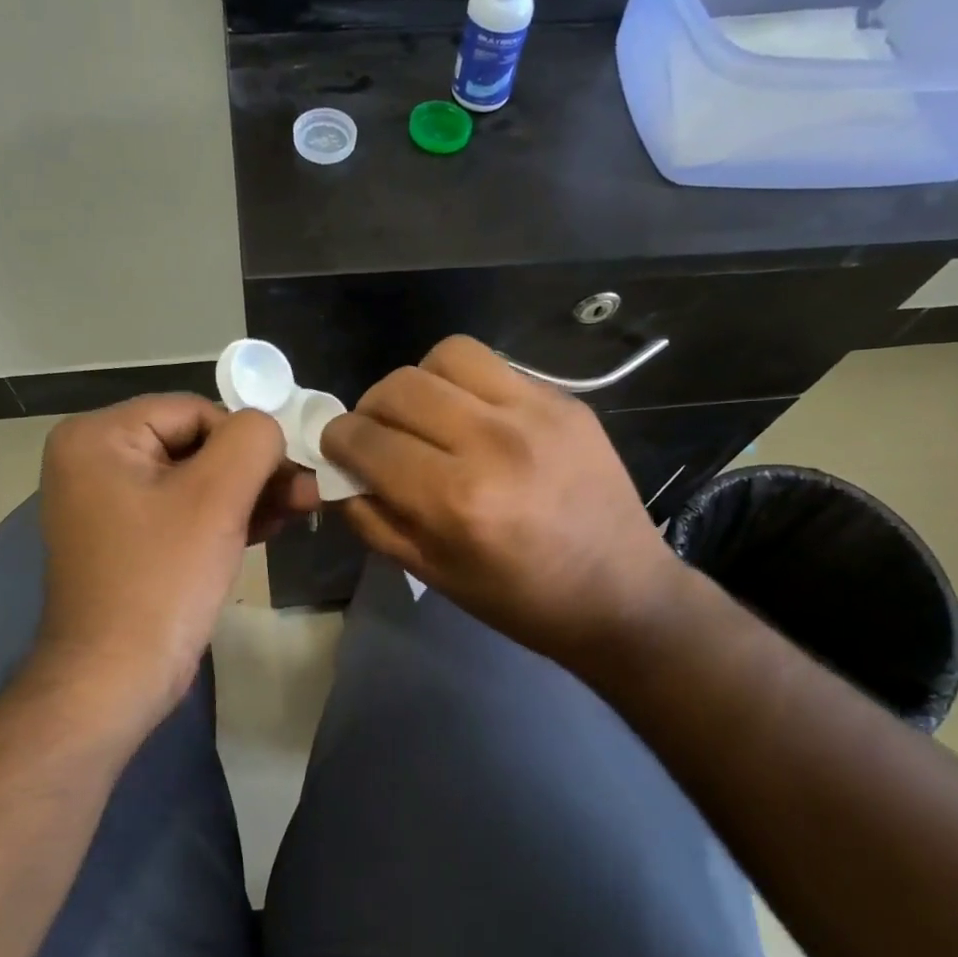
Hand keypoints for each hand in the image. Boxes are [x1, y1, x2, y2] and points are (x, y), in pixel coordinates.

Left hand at [36, 395, 316, 726]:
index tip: (291, 471)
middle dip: (255, 469)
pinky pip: (184, 512)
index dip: (247, 438)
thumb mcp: (216, 497)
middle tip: (307, 490)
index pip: (193, 411)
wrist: (116, 679)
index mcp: (98, 437)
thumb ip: (253, 440)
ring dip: (249, 493)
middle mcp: (94, 461)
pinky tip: (273, 524)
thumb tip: (268, 426)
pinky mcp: (129, 541)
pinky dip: (226, 517)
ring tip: (303, 506)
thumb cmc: (162, 579)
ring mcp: (108, 504)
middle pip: (195, 444)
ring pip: (195, 480)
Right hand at [321, 336, 688, 673]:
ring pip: (446, 356)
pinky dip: (465, 386)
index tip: (339, 448)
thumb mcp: (431, 574)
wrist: (621, 593)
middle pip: (399, 387)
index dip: (337, 440)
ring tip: (425, 415)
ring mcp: (535, 413)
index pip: (367, 440)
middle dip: (370, 409)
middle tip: (378, 435)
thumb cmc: (519, 599)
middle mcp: (492, 443)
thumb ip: (370, 518)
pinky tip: (473, 418)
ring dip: (418, 383)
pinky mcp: (565, 400)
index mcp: (455, 500)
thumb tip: (336, 473)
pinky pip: (492, 366)